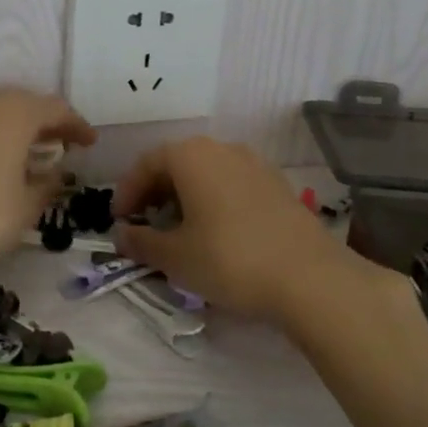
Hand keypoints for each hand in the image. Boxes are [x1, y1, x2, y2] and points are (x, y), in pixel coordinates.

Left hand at [0, 89, 94, 280]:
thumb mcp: (25, 209)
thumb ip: (46, 186)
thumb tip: (54, 175)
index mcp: (14, 114)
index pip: (56, 109)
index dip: (76, 125)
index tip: (88, 143)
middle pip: (18, 104)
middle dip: (40, 123)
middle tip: (54, 144)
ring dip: (2, 130)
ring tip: (11, 155)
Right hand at [112, 138, 351, 322]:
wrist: (309, 278)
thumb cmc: (229, 259)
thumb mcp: (175, 257)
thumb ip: (141, 242)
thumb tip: (121, 234)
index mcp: (191, 155)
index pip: (147, 163)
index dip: (127, 191)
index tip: (118, 221)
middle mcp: (223, 149)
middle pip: (177, 163)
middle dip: (155, 193)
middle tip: (145, 225)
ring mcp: (255, 164)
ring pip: (206, 173)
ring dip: (185, 197)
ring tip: (178, 231)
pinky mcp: (277, 185)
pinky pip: (231, 184)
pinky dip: (213, 201)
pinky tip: (215, 233)